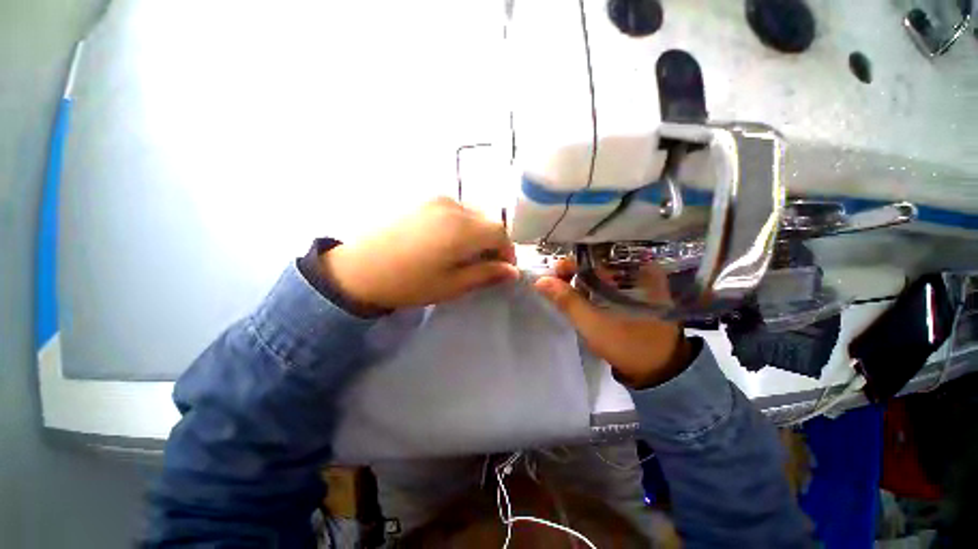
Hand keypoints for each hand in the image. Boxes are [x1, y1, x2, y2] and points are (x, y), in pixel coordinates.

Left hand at [321, 197, 518, 309]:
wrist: (359, 269)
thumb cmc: (409, 283)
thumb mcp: (452, 285)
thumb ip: (486, 274)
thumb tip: (512, 271)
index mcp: (463, 229)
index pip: (501, 232)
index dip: (506, 250)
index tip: (502, 268)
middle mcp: (453, 207)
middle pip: (488, 220)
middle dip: (493, 242)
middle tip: (484, 263)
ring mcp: (436, 200)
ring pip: (472, 213)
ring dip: (477, 232)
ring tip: (465, 253)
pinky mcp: (422, 200)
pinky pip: (455, 209)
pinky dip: (462, 224)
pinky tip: (447, 240)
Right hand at [533, 258, 692, 388]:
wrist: (659, 370)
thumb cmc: (628, 344)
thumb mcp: (592, 323)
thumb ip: (566, 300)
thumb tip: (540, 281)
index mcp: (635, 271)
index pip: (597, 255)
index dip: (573, 261)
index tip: (555, 273)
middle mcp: (640, 270)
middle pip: (598, 262)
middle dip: (574, 272)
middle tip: (556, 283)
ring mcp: (639, 282)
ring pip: (601, 272)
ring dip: (581, 280)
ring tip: (564, 291)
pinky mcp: (635, 293)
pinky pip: (607, 283)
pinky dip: (591, 287)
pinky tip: (579, 296)